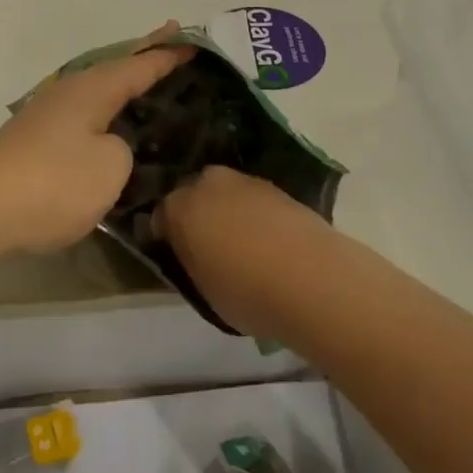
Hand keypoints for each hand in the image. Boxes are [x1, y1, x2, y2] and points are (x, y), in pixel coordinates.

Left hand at [0, 24, 193, 258]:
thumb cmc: (52, 183)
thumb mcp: (110, 167)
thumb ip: (124, 149)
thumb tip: (110, 147)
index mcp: (93, 89)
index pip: (140, 64)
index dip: (168, 55)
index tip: (194, 42)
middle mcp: (70, 92)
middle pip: (116, 68)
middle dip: (144, 57)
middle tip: (172, 43)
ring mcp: (48, 115)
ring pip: (98, 91)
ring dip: (124, 85)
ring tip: (148, 84)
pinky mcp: (35, 140)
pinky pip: (85, 114)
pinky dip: (106, 111)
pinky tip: (111, 125)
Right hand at [157, 166, 333, 338]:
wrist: (312, 278)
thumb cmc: (245, 291)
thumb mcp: (202, 287)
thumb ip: (190, 259)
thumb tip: (190, 249)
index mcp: (180, 206)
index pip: (161, 215)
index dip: (166, 235)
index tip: (175, 254)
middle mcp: (208, 183)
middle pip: (193, 193)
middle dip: (196, 213)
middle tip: (206, 245)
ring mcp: (246, 181)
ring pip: (225, 193)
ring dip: (226, 210)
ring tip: (240, 244)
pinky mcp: (278, 187)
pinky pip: (253, 200)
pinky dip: (254, 214)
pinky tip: (265, 239)